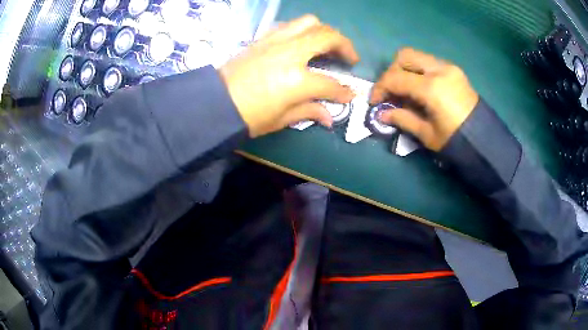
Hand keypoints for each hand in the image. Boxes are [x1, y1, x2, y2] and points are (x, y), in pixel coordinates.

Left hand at [219, 15, 359, 137]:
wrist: (214, 104)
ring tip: (327, 44)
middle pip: (327, 37)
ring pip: (309, 22)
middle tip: (349, 58)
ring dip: (324, 31)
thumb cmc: (248, 117)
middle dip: (345, 46)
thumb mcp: (281, 119)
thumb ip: (309, 111)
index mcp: (298, 80)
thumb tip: (329, 117)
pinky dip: (302, 30)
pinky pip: (289, 25)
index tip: (349, 95)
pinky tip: (302, 42)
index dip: (343, 91)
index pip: (330, 83)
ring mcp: (276, 41)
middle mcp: (291, 53)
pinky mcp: (263, 38)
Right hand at [369, 48, 478, 150]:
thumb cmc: (456, 141)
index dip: (380, 88)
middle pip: (405, 56)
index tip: (374, 101)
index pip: (396, 78)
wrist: (485, 140)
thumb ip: (403, 119)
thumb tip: (382, 114)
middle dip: (391, 72)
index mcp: (432, 88)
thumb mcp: (427, 135)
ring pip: (417, 56)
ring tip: (404, 91)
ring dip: (405, 70)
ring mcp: (449, 67)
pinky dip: (418, 72)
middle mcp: (440, 70)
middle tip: (390, 91)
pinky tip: (420, 89)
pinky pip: (429, 63)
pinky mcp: (454, 70)